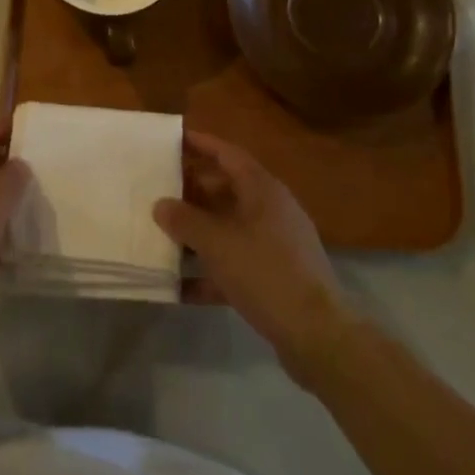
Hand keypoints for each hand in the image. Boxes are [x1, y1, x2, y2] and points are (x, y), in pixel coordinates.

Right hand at [154, 131, 357, 385]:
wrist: (318, 336)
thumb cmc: (265, 273)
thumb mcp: (216, 243)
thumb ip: (184, 219)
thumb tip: (161, 204)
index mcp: (262, 190)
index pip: (227, 154)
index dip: (200, 144)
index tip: (172, 138)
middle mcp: (270, 211)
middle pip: (225, 190)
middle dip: (191, 191)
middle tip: (157, 191)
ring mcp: (275, 246)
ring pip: (227, 229)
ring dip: (196, 233)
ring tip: (160, 235)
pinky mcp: (275, 278)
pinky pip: (234, 264)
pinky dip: (209, 271)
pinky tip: (179, 287)